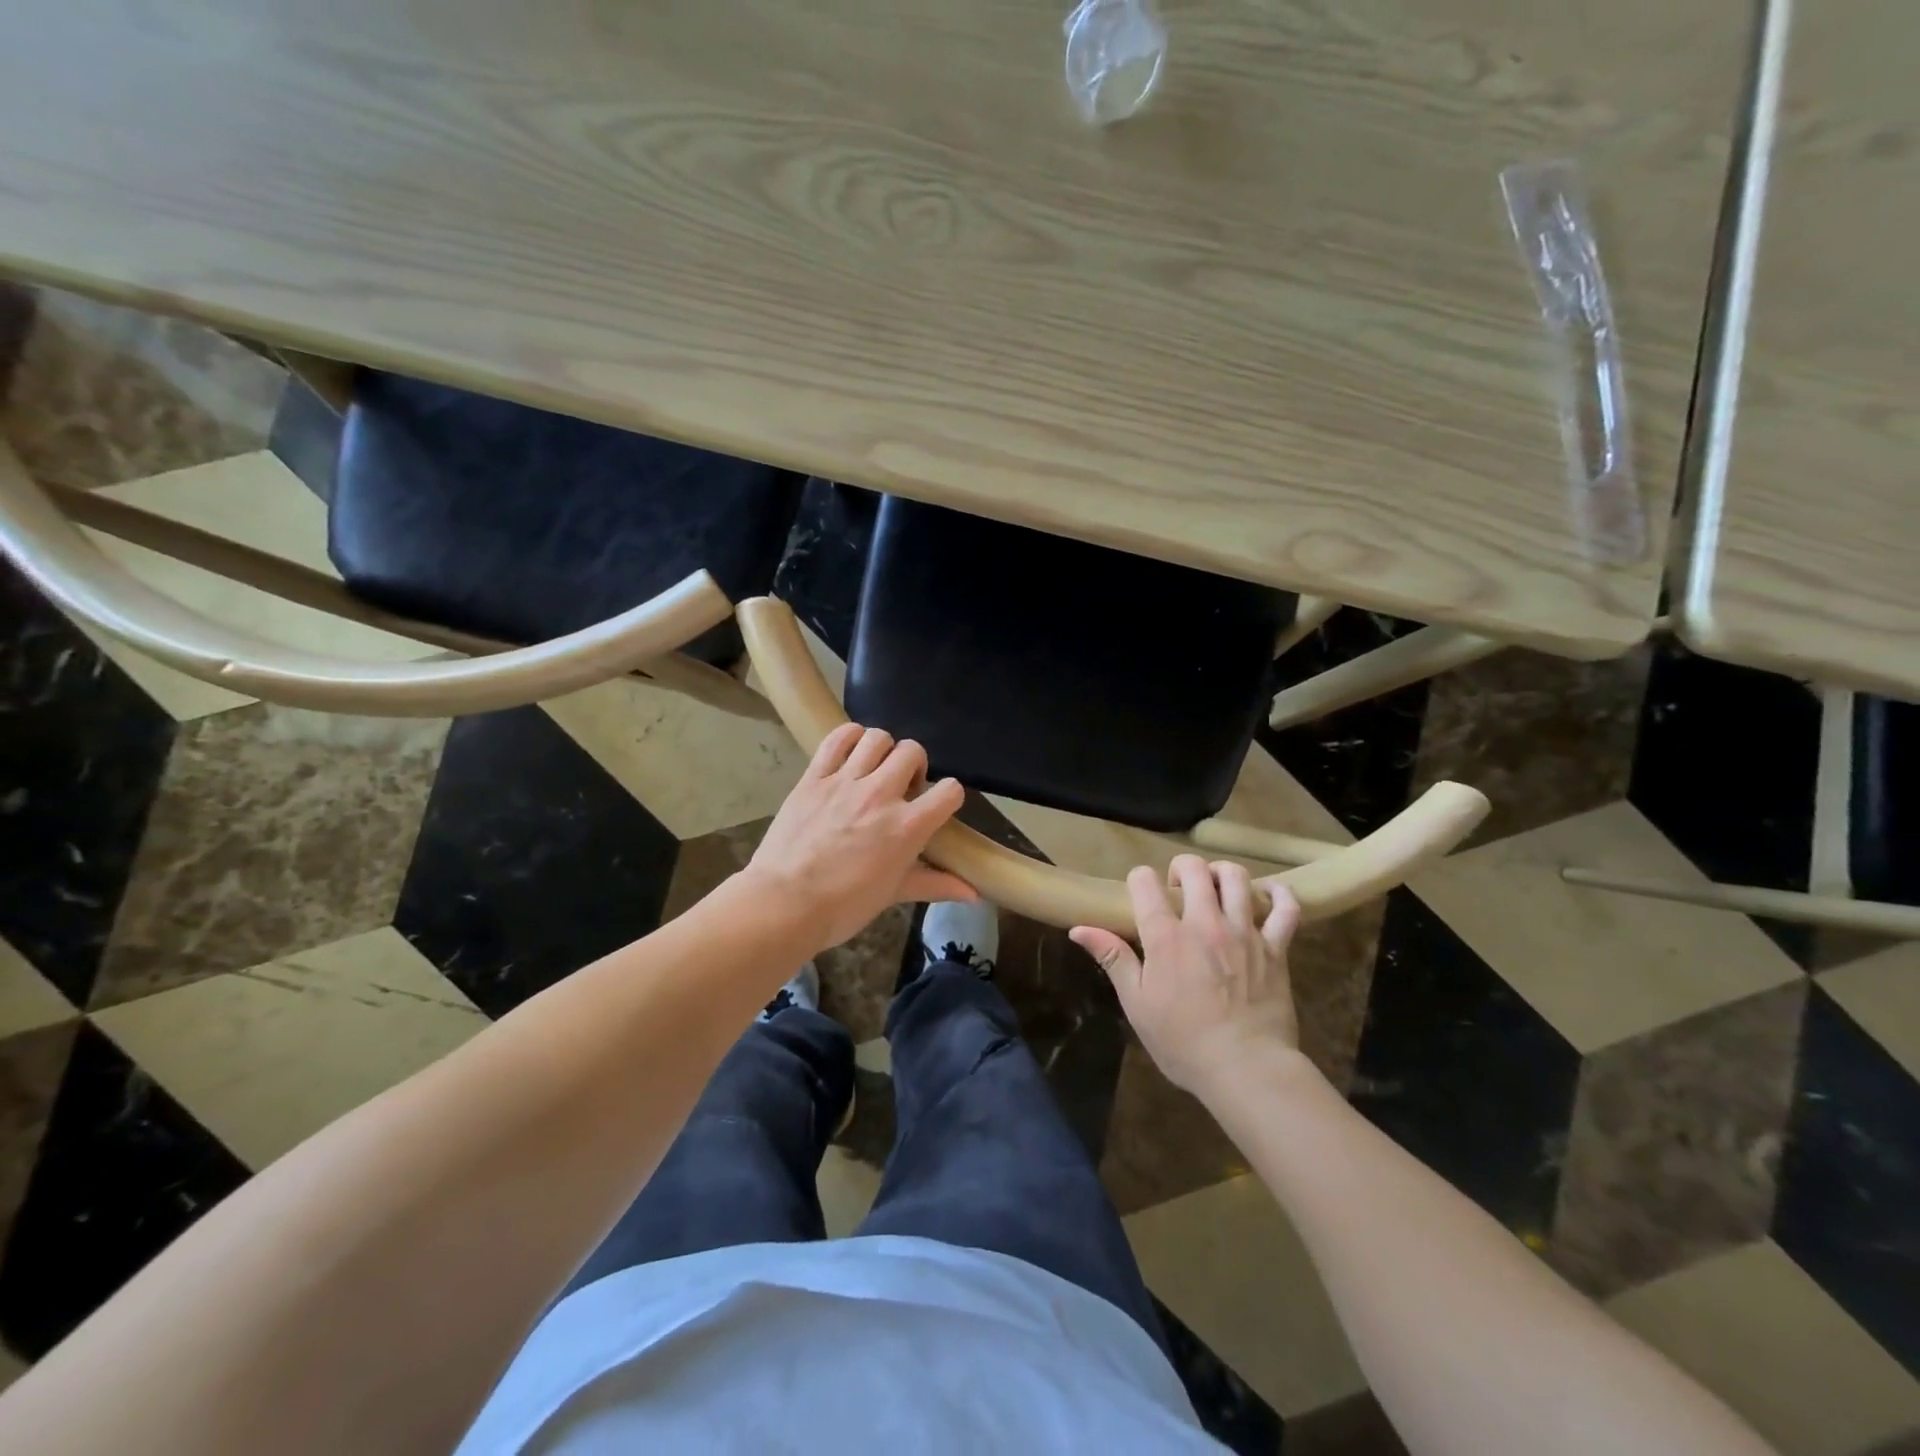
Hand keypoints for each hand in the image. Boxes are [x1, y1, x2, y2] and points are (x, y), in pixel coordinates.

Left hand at [745, 722, 976, 952]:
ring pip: (877, 738)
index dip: (948, 795)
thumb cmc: (843, 906)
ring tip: (875, 768)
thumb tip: (974, 893)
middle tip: (902, 787)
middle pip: (913, 751)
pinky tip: (851, 751)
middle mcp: (881, 795)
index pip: (949, 790)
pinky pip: (837, 739)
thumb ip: (935, 884)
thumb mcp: (894, 894)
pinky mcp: (814, 777)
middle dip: (915, 765)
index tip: (935, 806)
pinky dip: (849, 736)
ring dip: (883, 749)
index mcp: (907, 826)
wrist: (783, 904)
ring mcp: (845, 781)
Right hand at [1071, 856, 1300, 1095]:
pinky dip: (1280, 895)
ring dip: (1223, 873)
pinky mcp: (1275, 948)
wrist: (1246, 1069)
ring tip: (1216, 887)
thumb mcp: (1137, 1004)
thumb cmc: (1183, 1042)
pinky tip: (1268, 895)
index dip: (1138, 880)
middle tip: (1178, 888)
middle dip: (1181, 868)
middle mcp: (1204, 923)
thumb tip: (1079, 929)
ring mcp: (1244, 932)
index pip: (1145, 882)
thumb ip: (1113, 959)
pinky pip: (1286, 910)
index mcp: (1166, 936)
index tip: (1139, 894)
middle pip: (1194, 869)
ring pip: (1237, 878)